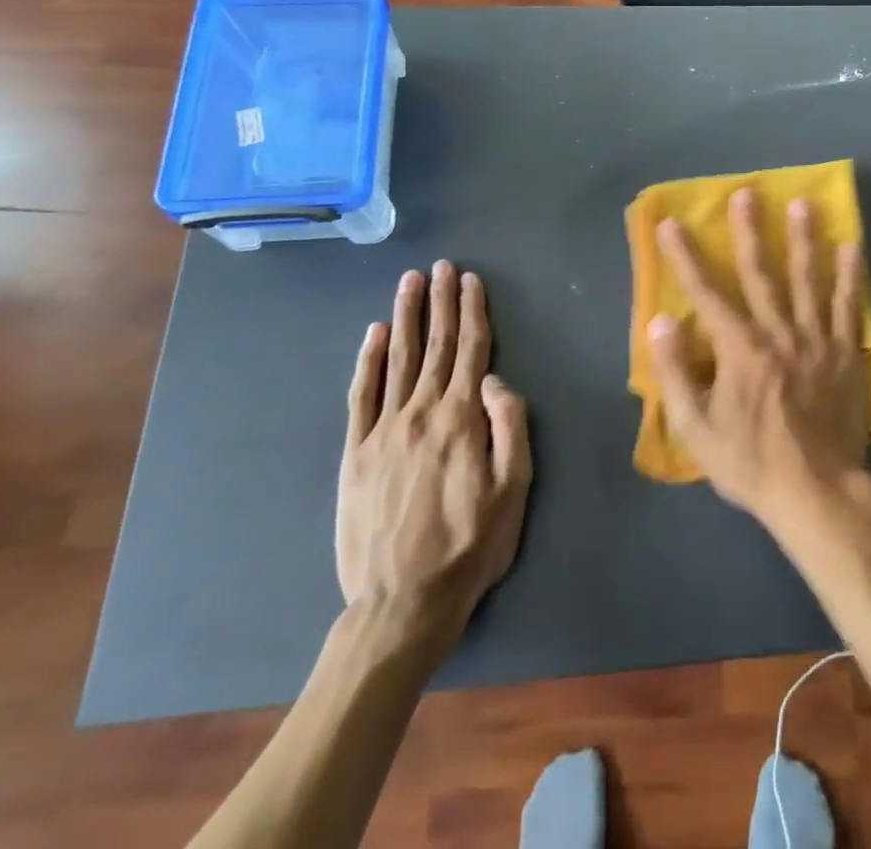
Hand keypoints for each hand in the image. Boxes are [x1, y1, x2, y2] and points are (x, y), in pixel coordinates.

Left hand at [336, 261, 531, 654]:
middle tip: (440, 266)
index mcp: (461, 419)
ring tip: (410, 282)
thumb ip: (510, 427)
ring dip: (406, 316)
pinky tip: (375, 334)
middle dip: (440, 302)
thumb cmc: (470, 547)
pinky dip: (369, 359)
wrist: (400, 604)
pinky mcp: (356, 453)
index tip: (470, 279)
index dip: (472, 311)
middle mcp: (421, 412)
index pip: (471, 350)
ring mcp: (383, 430)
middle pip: (435, 345)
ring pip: (398, 359)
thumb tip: (495, 379)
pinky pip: (362, 394)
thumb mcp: (514, 491)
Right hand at [647, 189, 868, 530]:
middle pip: (760, 273)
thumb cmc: (751, 462)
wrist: (816, 492)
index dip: (685, 257)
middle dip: (749, 231)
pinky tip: (851, 249)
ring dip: (803, 240)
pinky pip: (849, 307)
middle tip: (747, 194)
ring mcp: (815, 339)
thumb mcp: (697, 429)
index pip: (705, 293)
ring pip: (808, 279)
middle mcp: (777, 332)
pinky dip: (850, 276)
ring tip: (803, 205)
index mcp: (739, 348)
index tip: (672, 223)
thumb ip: (675, 373)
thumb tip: (661, 321)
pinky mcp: (845, 353)